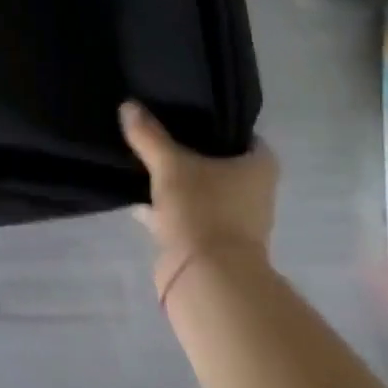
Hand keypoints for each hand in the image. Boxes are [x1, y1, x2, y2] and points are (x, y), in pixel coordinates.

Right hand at [120, 101, 278, 290]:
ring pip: (204, 191)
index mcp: (258, 169)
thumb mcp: (169, 164)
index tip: (194, 111)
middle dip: (196, 152)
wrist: (207, 283)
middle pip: (223, 164)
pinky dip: (169, 209)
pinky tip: (139, 199)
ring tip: (146, 159)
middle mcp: (254, 195)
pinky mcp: (213, 247)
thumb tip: (128, 105)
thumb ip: (149, 135)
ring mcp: (235, 224)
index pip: (245, 136)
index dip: (221, 123)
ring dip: (180, 182)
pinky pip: (189, 216)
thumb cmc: (202, 210)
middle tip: (164, 129)